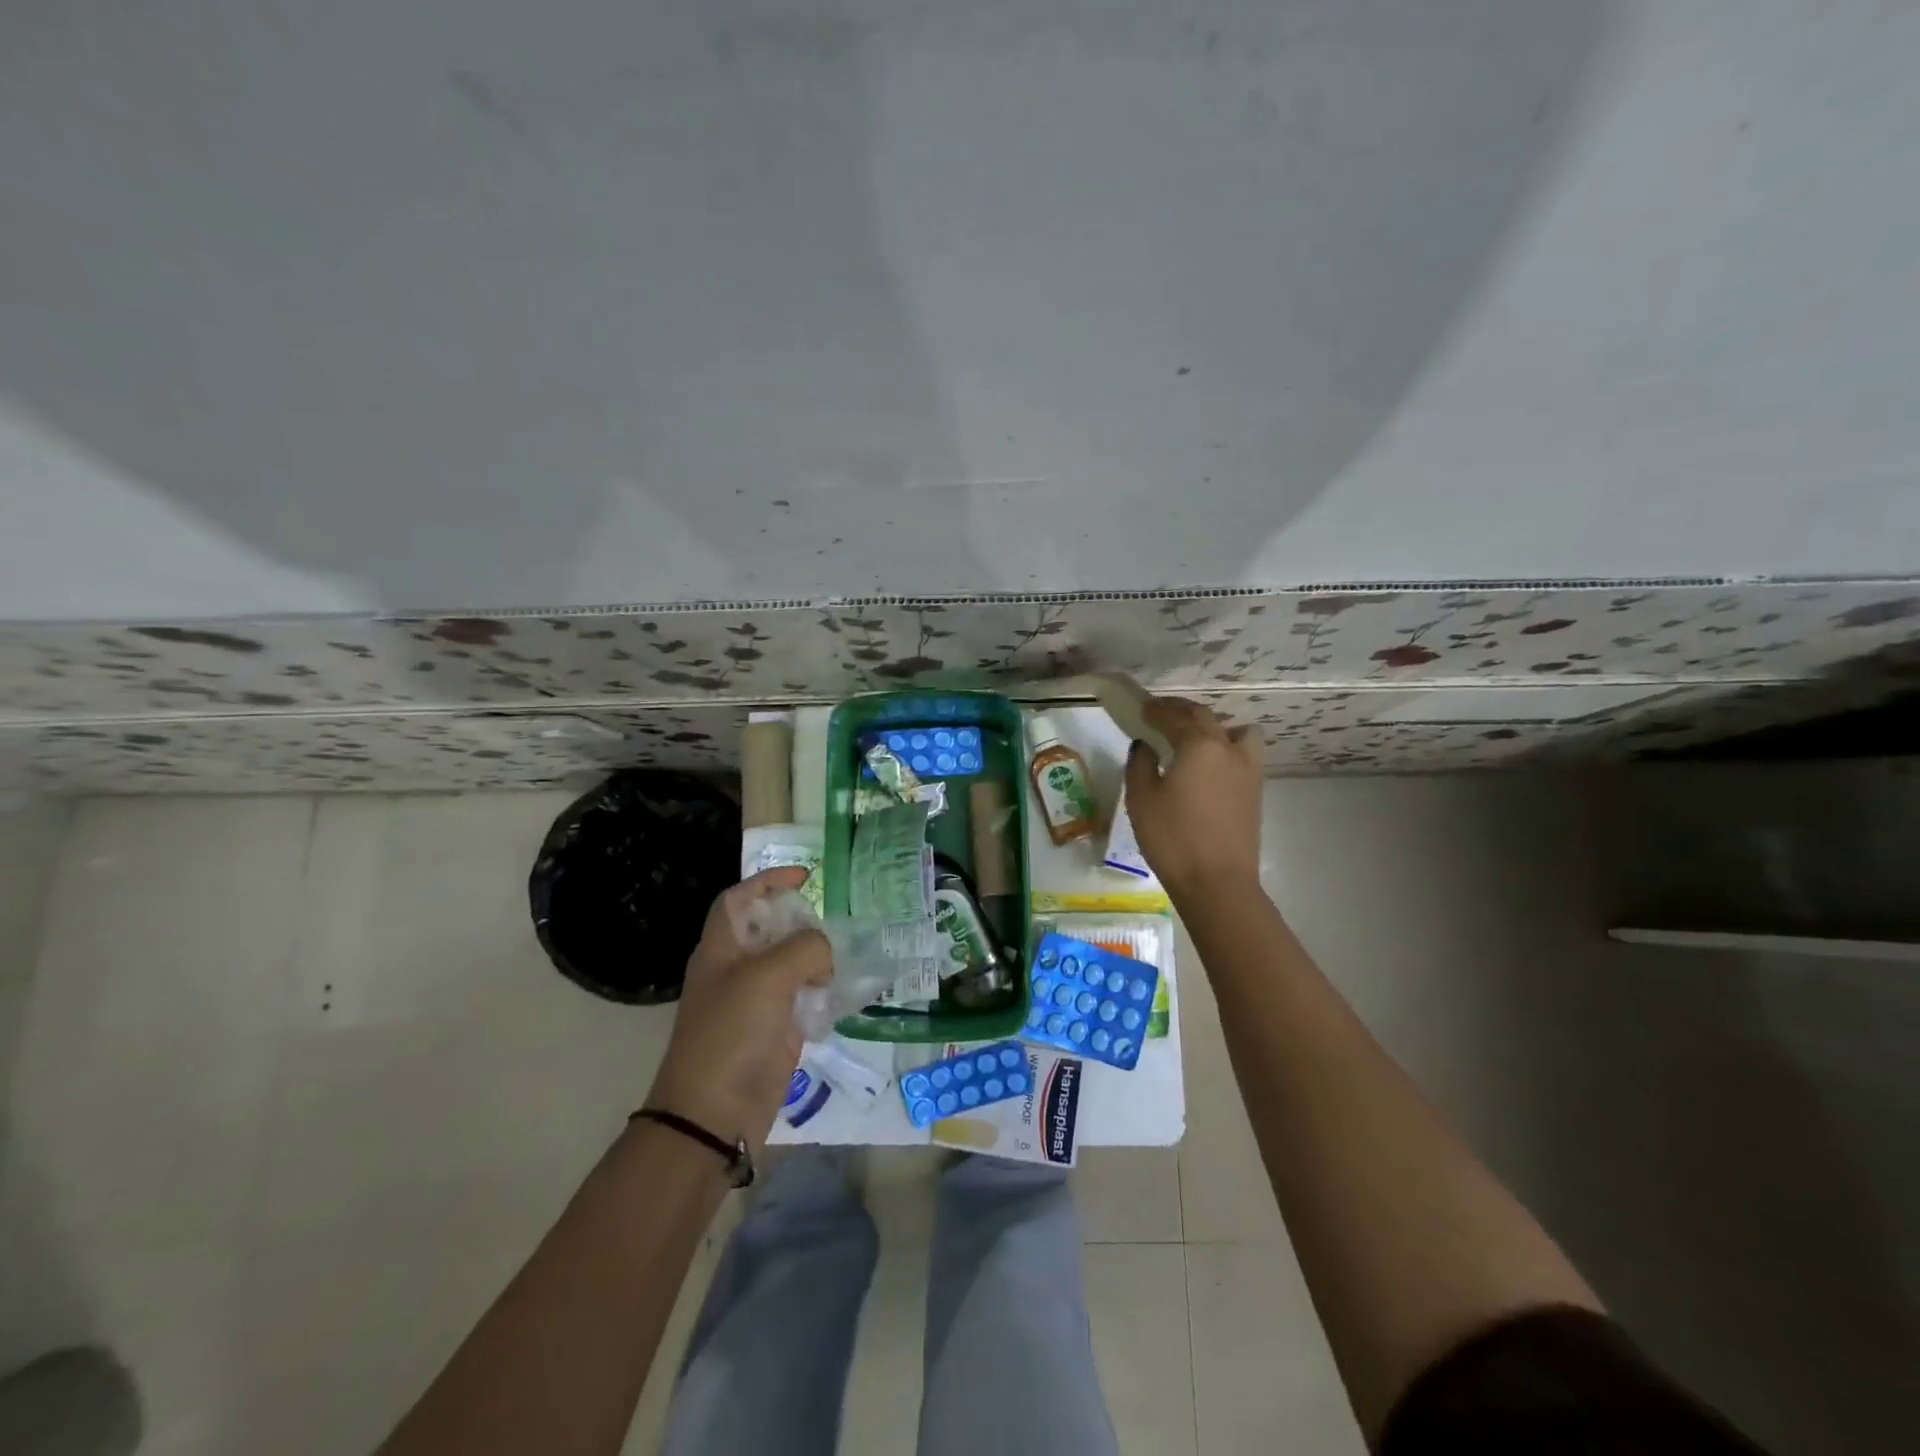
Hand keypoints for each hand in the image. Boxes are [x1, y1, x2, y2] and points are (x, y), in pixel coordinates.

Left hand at [646, 867, 831, 1157]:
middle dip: (801, 921)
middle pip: (770, 929)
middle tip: (831, 925)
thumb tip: (824, 954)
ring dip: (817, 958)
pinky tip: (843, 991)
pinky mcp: (775, 1030)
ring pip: (791, 964)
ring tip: (843, 957)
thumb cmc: (732, 1033)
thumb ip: (805, 948)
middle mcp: (737, 969)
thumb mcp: (769, 977)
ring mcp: (756, 1001)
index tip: (804, 877)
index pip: (740, 899)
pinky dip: (823, 991)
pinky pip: (803, 998)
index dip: (767, 880)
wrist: (715, 1114)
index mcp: (721, 948)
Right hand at [1123, 695, 1263, 898]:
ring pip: (1236, 732)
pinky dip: (1226, 747)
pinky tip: (1209, 765)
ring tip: (1195, 738)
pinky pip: (1243, 753)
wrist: (1217, 883)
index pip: (1175, 717)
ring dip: (1215, 726)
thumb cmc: (1172, 838)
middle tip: (1160, 714)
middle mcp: (1228, 749)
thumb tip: (1145, 746)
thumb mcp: (1141, 799)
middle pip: (1206, 717)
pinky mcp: (1255, 792)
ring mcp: (1248, 770)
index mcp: (1199, 745)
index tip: (1141, 707)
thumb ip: (1140, 764)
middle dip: (1182, 711)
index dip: (1156, 710)